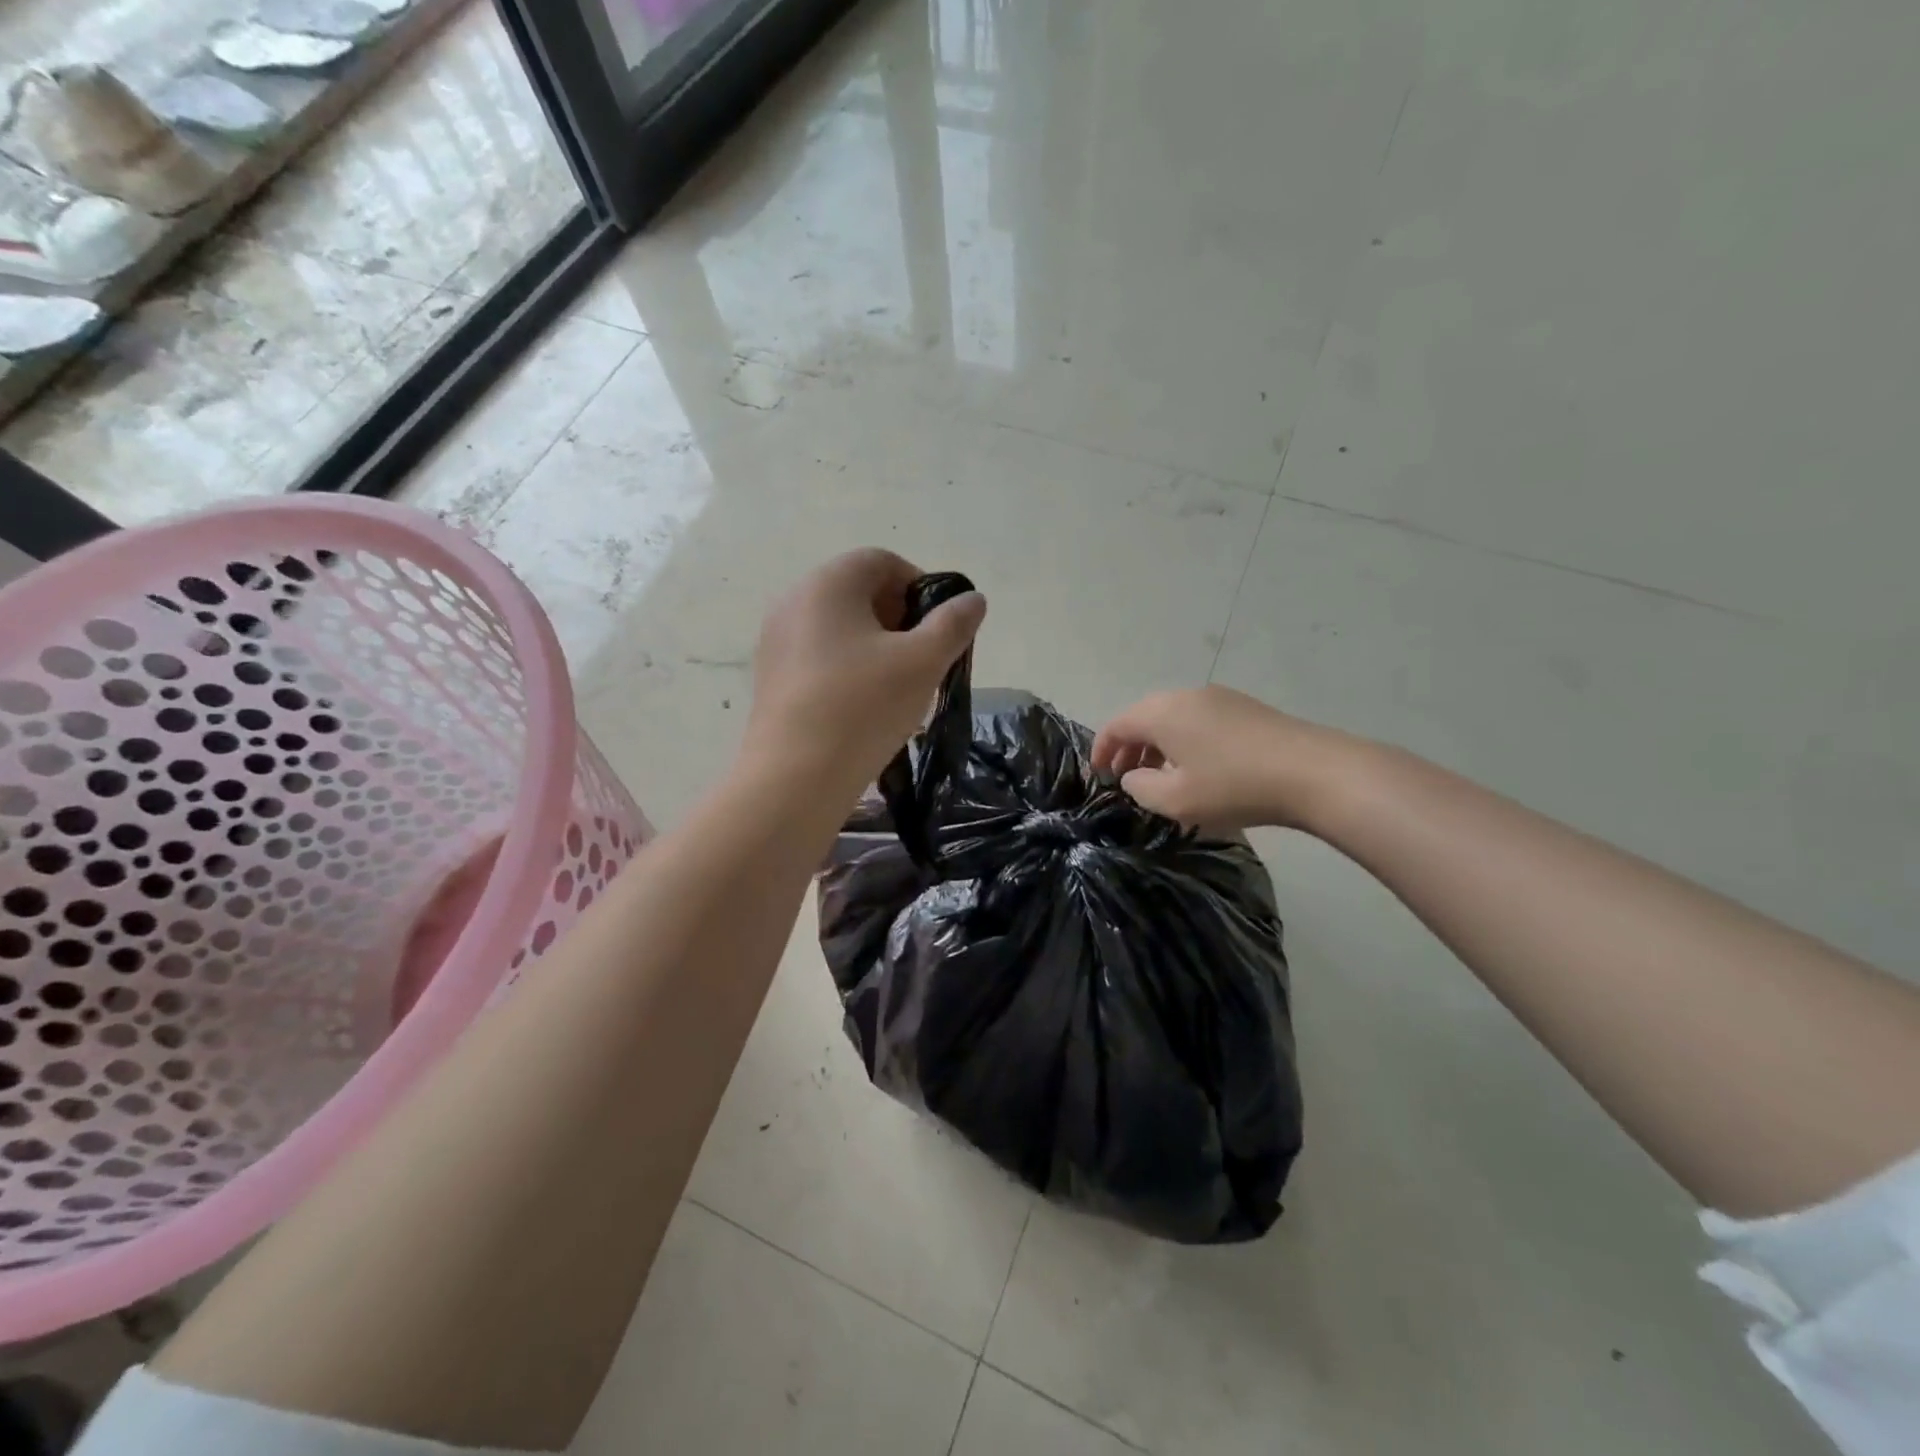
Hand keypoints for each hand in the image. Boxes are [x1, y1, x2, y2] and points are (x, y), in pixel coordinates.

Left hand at [745, 548, 986, 795]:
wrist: (795, 777)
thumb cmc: (864, 707)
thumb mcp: (923, 662)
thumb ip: (953, 624)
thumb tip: (972, 600)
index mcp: (828, 583)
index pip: (882, 561)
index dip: (919, 586)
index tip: (939, 627)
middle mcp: (794, 600)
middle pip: (858, 591)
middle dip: (899, 617)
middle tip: (922, 657)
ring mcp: (776, 639)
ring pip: (839, 626)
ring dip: (875, 645)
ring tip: (897, 685)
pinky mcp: (771, 676)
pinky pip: (818, 654)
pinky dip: (848, 666)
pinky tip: (863, 704)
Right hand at [1092, 685, 1359, 830]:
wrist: (1314, 772)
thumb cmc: (1234, 786)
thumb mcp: (1175, 799)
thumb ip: (1140, 787)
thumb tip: (1133, 775)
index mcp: (1162, 712)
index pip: (1117, 724)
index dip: (1101, 750)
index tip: (1098, 776)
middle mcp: (1186, 696)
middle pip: (1143, 717)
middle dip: (1129, 748)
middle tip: (1125, 779)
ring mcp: (1219, 698)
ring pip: (1172, 718)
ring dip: (1157, 745)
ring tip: (1160, 777)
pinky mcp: (1244, 708)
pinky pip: (1198, 720)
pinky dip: (1183, 741)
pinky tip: (1197, 768)